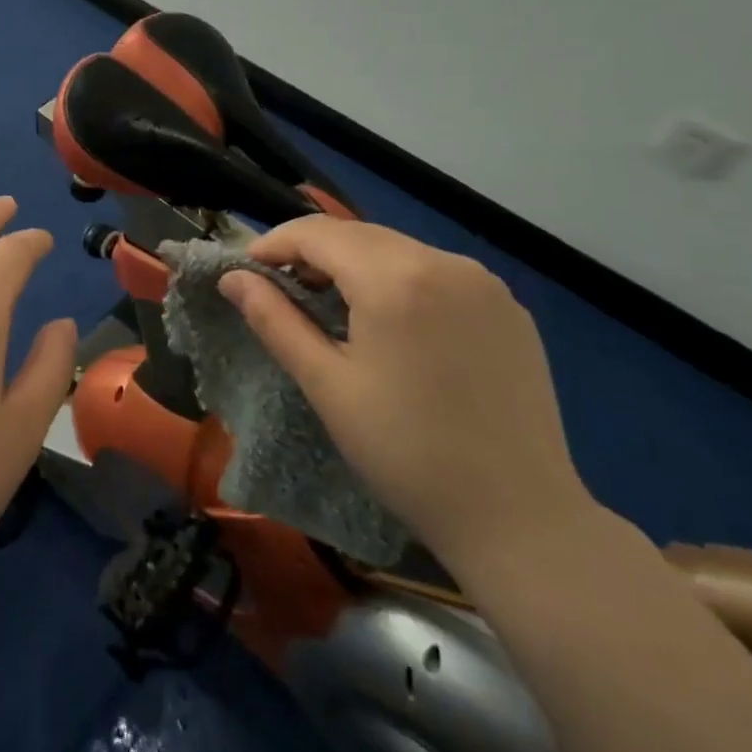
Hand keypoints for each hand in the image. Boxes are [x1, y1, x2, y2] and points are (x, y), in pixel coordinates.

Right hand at [218, 217, 592, 567]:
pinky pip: (436, 271)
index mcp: (395, 279)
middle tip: (281, 287)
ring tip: (330, 303)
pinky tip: (391, 320)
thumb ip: (274, 319)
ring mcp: (484, 283)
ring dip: (355, 262)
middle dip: (312, 251)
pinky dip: (399, 278)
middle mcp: (444, 263)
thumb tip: (231, 277)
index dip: (275, 242)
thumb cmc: (406, 453)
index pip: (318, 233)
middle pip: (358, 234)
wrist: (520, 518)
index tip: (247, 269)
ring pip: (398, 249)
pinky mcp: (508, 307)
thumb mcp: (326, 385)